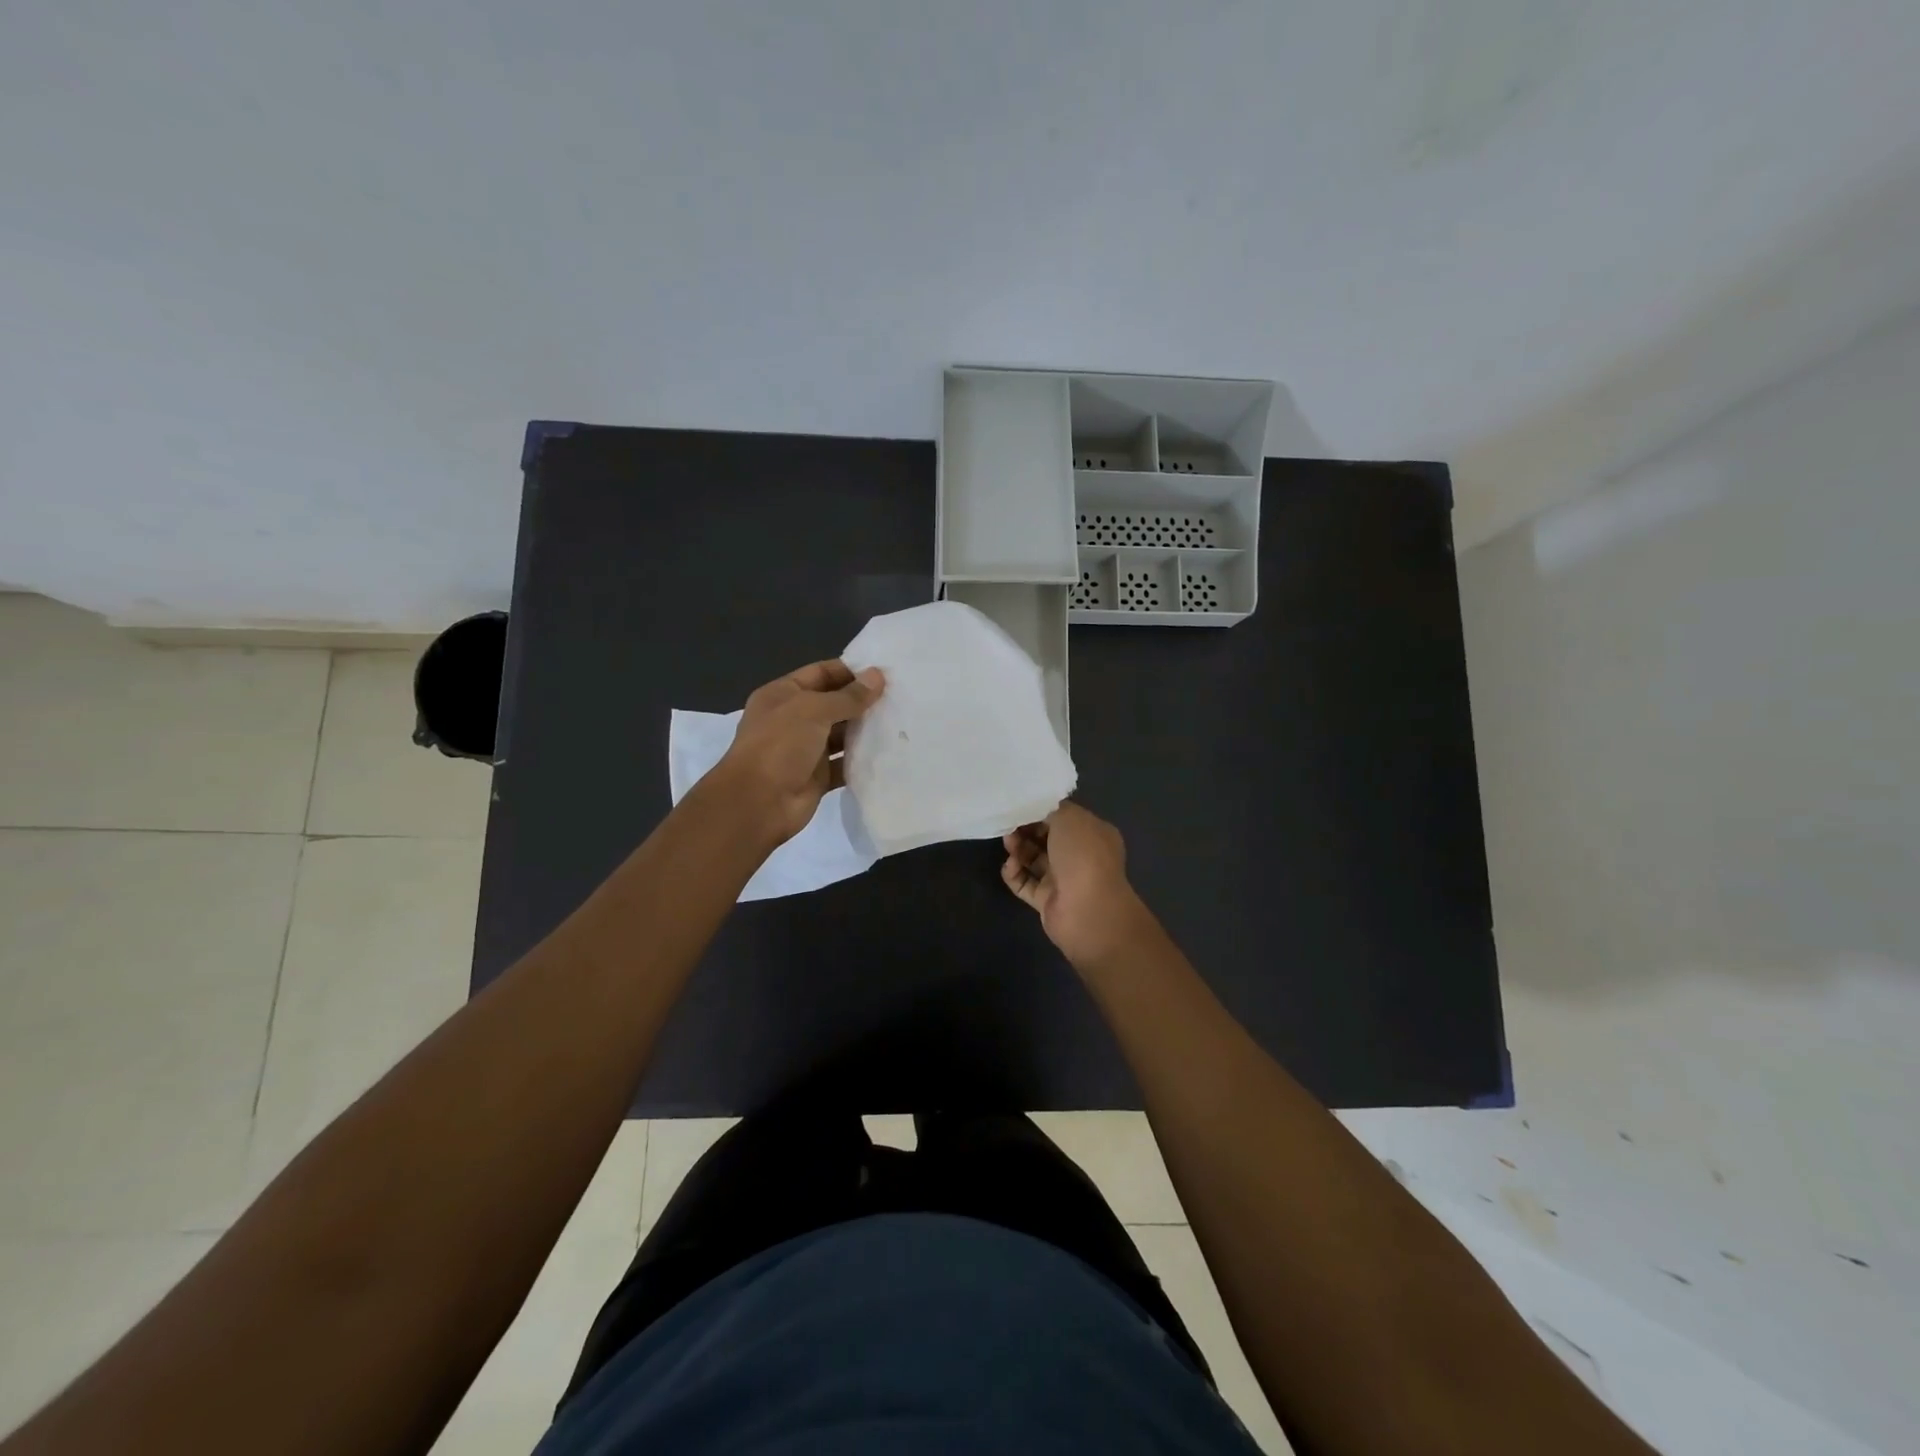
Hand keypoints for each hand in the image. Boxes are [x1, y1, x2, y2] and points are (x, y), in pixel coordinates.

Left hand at [713, 660, 884, 844]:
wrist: (757, 804)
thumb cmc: (780, 745)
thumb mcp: (813, 710)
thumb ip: (848, 696)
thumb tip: (877, 676)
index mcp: (783, 695)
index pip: (821, 673)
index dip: (850, 670)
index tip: (885, 672)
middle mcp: (793, 719)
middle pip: (833, 703)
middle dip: (862, 700)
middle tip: (900, 696)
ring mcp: (805, 750)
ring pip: (841, 735)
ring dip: (865, 730)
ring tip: (900, 722)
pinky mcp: (817, 777)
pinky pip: (844, 764)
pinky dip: (862, 760)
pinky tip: (889, 752)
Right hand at [1002, 803, 1153, 969]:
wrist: (1087, 911)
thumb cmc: (1083, 856)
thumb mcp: (1069, 818)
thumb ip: (1049, 809)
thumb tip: (1036, 812)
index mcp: (1092, 833)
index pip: (1063, 817)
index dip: (1041, 811)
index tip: (1020, 806)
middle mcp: (1080, 856)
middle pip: (1046, 838)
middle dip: (1026, 830)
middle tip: (1009, 825)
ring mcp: (1063, 880)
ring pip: (1034, 860)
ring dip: (1018, 849)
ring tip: (1008, 844)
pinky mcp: (1047, 900)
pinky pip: (1025, 883)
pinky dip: (1015, 874)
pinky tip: (1009, 866)